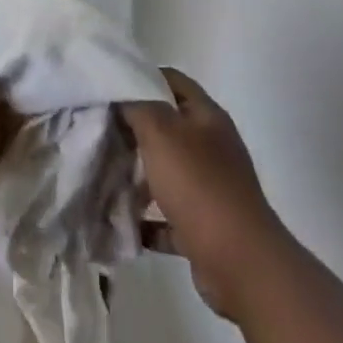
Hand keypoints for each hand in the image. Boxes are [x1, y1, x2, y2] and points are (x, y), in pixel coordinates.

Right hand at [122, 68, 290, 322]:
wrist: (240, 263)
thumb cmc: (198, 184)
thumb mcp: (160, 132)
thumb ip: (137, 107)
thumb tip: (122, 98)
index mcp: (206, 116)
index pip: (172, 81)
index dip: (141, 79)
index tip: (110, 89)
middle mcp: (212, 147)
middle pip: (167, 127)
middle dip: (134, 131)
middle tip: (102, 133)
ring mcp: (211, 188)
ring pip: (167, 172)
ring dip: (139, 178)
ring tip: (107, 178)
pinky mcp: (205, 227)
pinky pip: (170, 217)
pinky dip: (149, 221)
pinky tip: (125, 222)